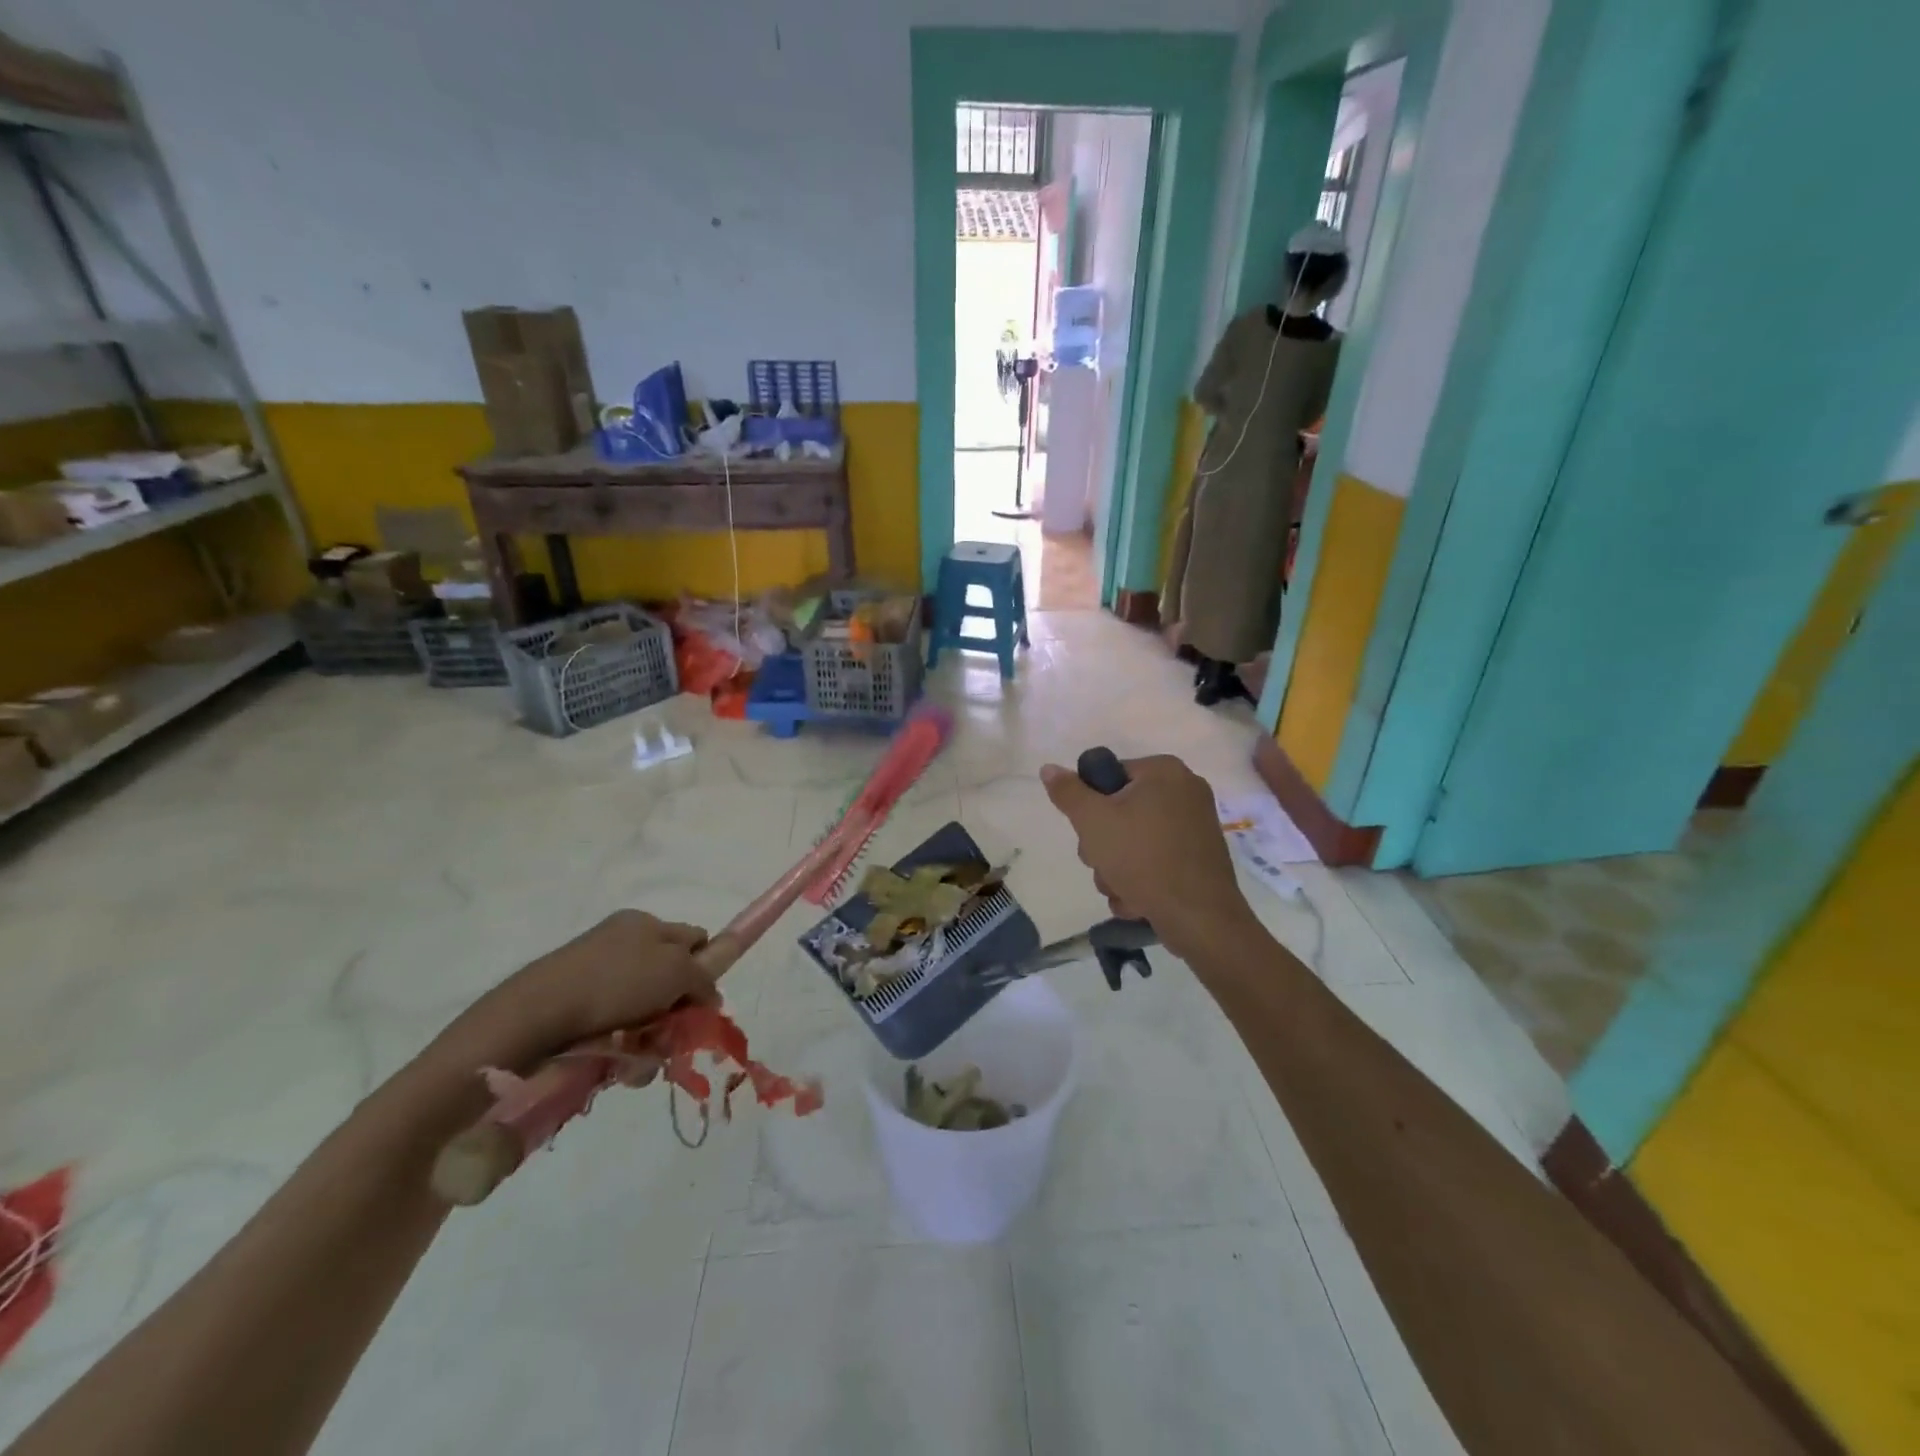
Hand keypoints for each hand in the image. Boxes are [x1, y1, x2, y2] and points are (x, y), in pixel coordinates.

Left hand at [446, 910, 717, 1069]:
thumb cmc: (616, 983)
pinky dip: (622, 1046)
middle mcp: (621, 941)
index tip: (702, 1001)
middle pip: (669, 977)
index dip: (705, 967)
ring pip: (643, 1008)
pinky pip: (613, 1027)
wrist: (535, 1014)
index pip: (694, 939)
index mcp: (646, 923)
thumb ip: (704, 978)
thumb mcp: (677, 971)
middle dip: (677, 1009)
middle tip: (675, 1035)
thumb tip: (710, 996)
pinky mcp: (572, 1005)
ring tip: (644, 1058)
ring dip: (652, 1035)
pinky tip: (618, 1061)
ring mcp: (594, 973)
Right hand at [1039, 754, 1257, 965]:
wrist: (1199, 916)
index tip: (1090, 832)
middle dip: (1103, 846)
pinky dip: (1142, 879)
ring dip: (1117, 868)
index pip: (1108, 776)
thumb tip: (1048, 768)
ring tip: (1122, 888)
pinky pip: (1157, 859)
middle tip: (1104, 863)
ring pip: (1134, 841)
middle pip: (1120, 811)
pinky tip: (1139, 899)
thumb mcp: (1093, 821)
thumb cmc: (1143, 858)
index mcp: (1164, 771)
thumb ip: (1068, 792)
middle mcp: (1185, 790)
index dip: (1091, 806)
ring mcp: (1196, 825)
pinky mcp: (1200, 857)